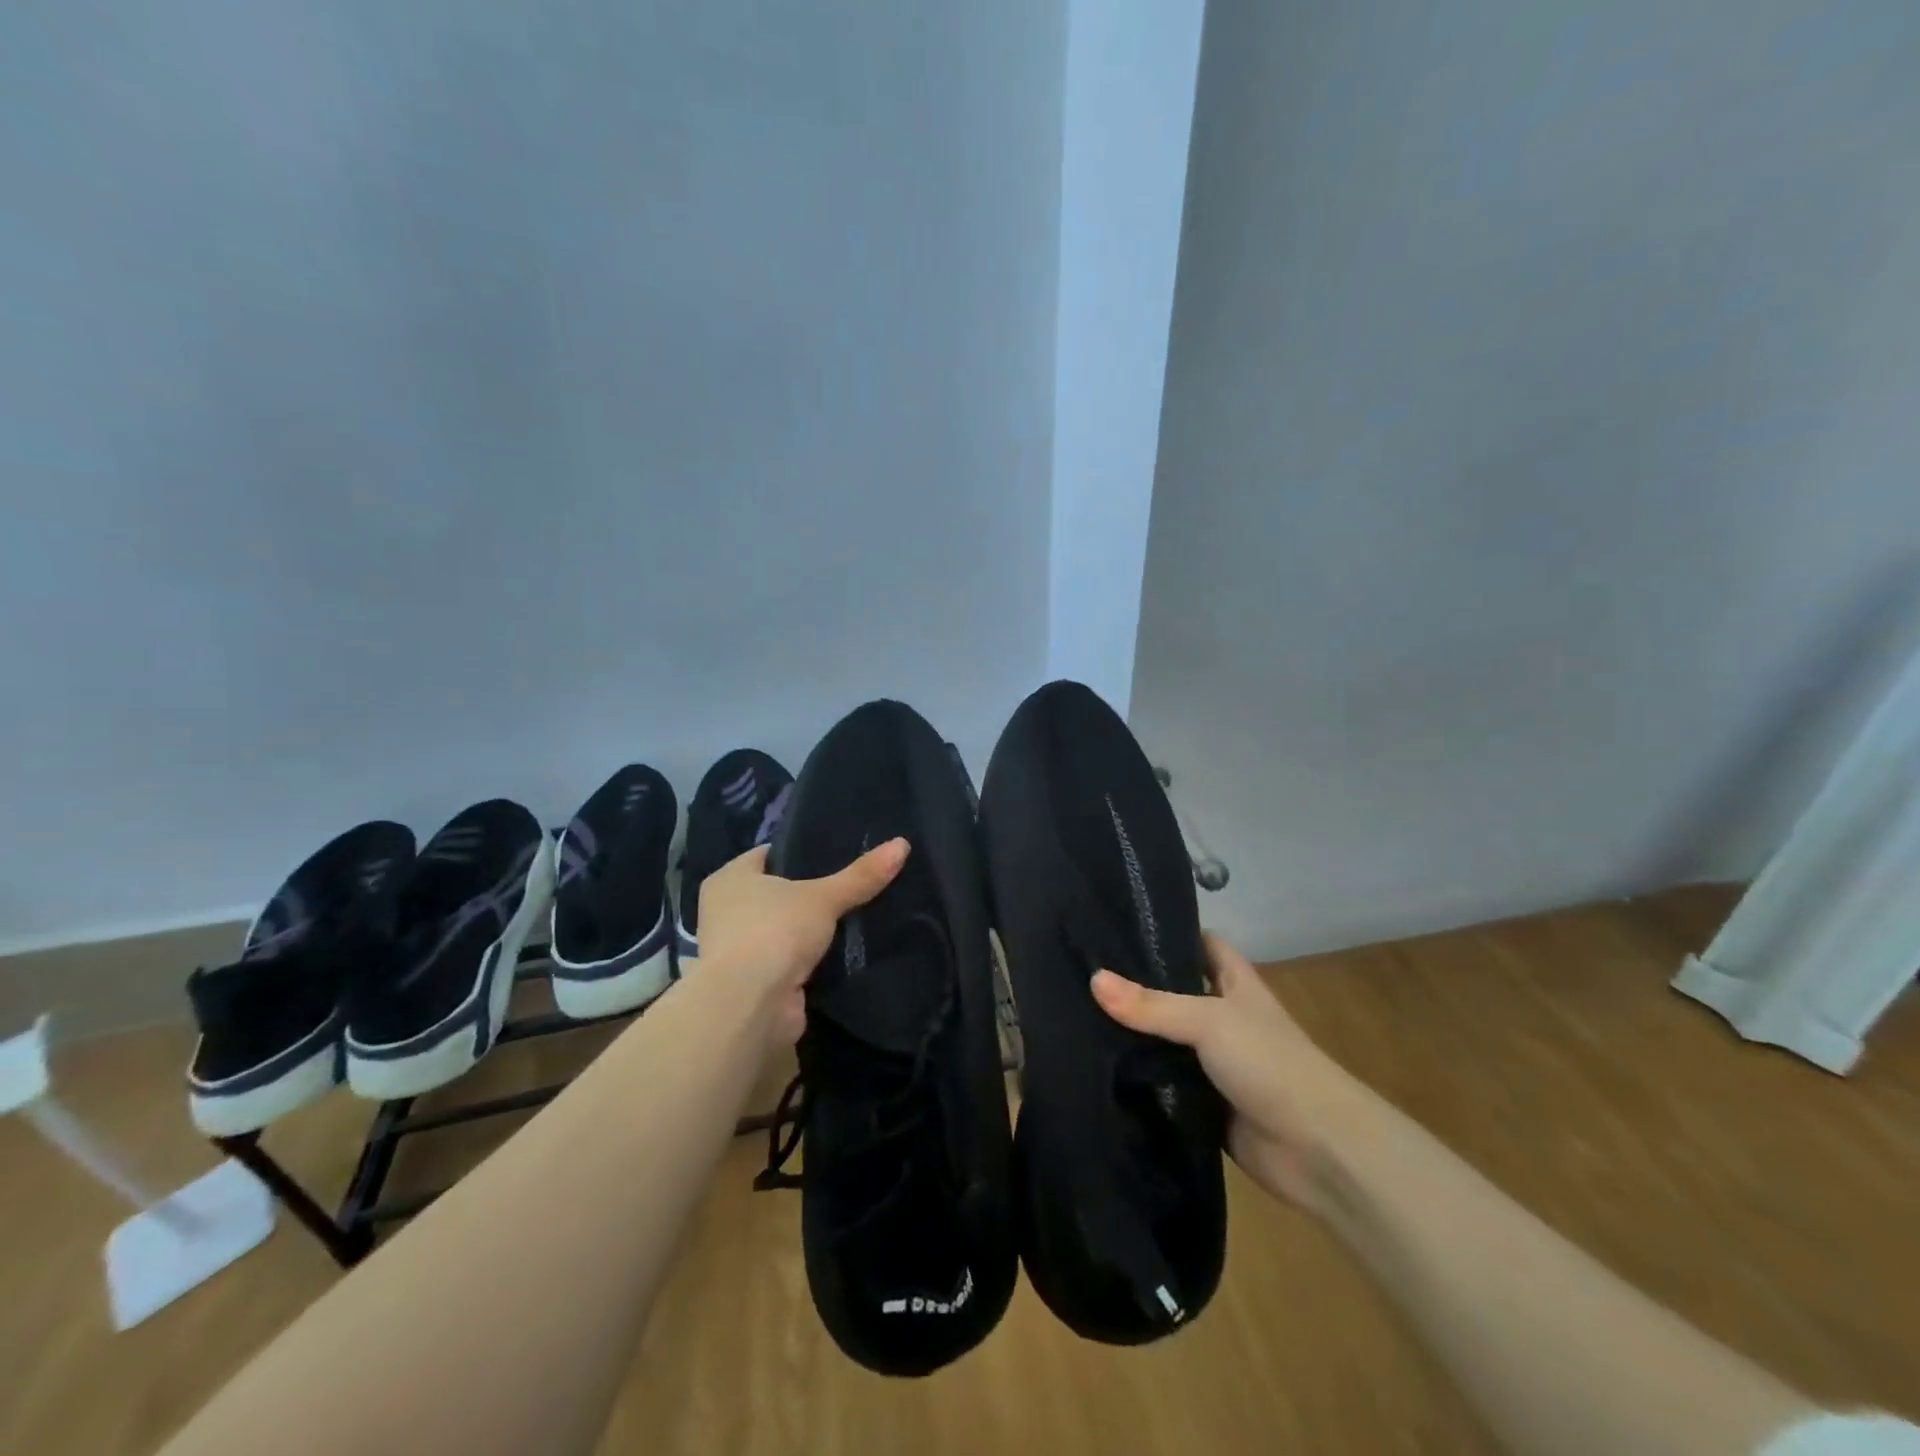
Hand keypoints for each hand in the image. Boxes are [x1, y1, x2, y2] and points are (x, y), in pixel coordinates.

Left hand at [694, 838, 909, 1043]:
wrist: (750, 1006)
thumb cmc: (774, 932)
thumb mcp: (824, 896)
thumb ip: (861, 874)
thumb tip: (902, 844)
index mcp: (729, 879)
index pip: (768, 855)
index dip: (801, 852)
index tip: (837, 853)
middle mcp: (725, 911)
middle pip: (776, 893)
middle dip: (809, 893)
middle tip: (851, 884)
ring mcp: (737, 951)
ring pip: (783, 929)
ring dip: (809, 930)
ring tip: (854, 916)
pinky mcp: (754, 983)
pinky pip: (788, 961)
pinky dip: (809, 960)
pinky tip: (842, 953)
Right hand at [1090, 933, 1360, 1211]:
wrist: (1318, 1151)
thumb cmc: (1270, 1063)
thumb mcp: (1209, 1021)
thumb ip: (1151, 1005)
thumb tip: (1093, 980)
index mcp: (1235, 984)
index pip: (1200, 943)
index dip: (1168, 931)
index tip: (1119, 925)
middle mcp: (1223, 1018)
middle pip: (1174, 992)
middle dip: (1135, 986)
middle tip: (1081, 972)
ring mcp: (1214, 1063)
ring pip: (1165, 1041)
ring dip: (1133, 1037)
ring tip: (1076, 1016)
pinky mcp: (1204, 1105)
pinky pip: (1164, 1086)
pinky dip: (1139, 1082)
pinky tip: (1098, 1070)